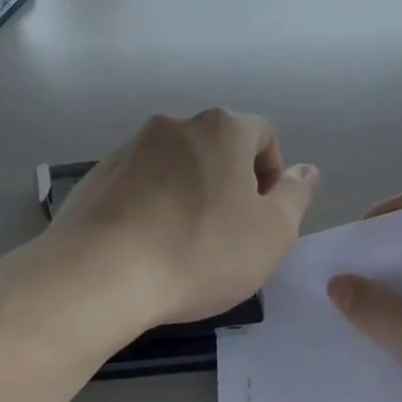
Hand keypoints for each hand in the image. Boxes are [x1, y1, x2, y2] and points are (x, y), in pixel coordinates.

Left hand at [49, 110, 318, 327]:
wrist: (100, 274)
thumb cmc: (200, 252)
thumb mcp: (272, 233)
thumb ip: (296, 196)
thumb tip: (305, 170)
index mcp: (221, 129)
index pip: (262, 135)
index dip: (272, 175)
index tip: (264, 218)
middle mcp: (173, 126)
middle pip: (217, 148)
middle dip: (230, 185)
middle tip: (229, 236)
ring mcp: (129, 149)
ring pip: (176, 167)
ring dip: (189, 195)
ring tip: (184, 246)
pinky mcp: (96, 177)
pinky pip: (139, 185)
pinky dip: (152, 206)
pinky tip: (147, 247)